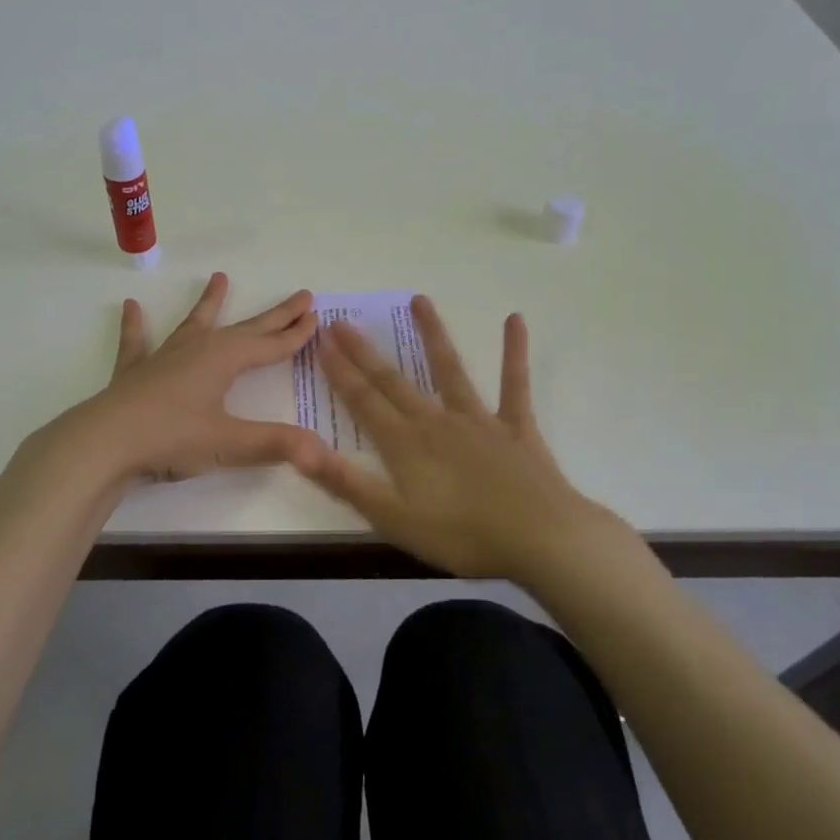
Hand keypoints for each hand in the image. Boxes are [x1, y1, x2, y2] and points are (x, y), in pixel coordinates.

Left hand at [63, 272, 322, 483]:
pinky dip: (135, 326)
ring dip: (209, 303)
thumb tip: (321, 451)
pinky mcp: (135, 372)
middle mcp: (198, 349)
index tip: (317, 316)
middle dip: (274, 315)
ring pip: (194, 323)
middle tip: (300, 296)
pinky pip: (137, 342)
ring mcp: (164, 357)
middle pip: (245, 329)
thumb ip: (275, 444)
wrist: (104, 442)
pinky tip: (130, 307)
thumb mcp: (228, 444)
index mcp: (224, 360)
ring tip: (219, 278)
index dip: (295, 334)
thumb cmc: (171, 438)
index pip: (270, 345)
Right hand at [291, 296, 634, 580]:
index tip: (322, 341)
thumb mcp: (393, 519)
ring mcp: (479, 419)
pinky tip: (515, 320)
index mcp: (405, 444)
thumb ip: (345, 482)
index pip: (363, 401)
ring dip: (433, 334)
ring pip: (450, 369)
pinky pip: (514, 383)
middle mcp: (436, 421)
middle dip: (364, 352)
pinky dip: (514, 352)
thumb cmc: (462, 536)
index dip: (340, 371)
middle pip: (393, 381)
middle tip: (342, 321)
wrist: (541, 539)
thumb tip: (298, 449)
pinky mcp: (516, 426)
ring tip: (419, 300)